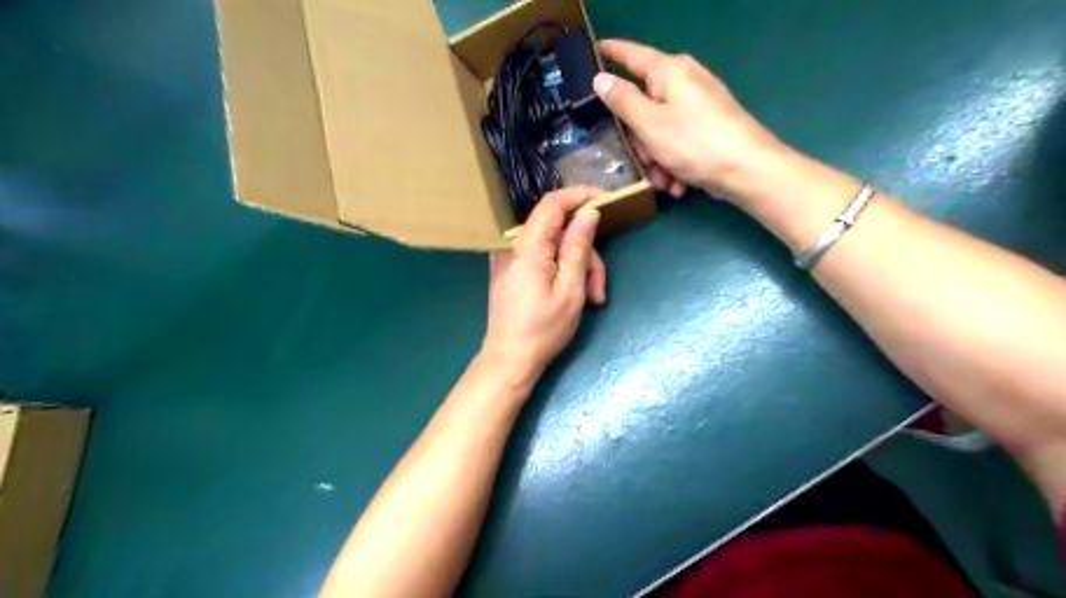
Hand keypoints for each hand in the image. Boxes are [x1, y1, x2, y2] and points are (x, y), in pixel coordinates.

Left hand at [479, 190, 603, 388]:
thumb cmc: (542, 329)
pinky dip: (562, 270)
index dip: (580, 195)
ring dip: (578, 267)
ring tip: (592, 299)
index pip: (553, 203)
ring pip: (553, 246)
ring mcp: (510, 259)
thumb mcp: (570, 289)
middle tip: (599, 286)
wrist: (509, 360)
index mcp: (527, 246)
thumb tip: (588, 213)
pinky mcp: (511, 271)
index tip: (606, 201)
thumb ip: (578, 247)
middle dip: (586, 252)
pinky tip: (573, 294)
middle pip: (558, 230)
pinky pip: (542, 257)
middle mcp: (514, 246)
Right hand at [591, 39, 781, 202]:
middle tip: (644, 162)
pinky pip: (678, 142)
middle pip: (644, 106)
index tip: (595, 50)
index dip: (611, 53)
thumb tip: (600, 79)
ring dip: (656, 160)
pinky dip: (674, 164)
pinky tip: (678, 184)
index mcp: (668, 72)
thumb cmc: (695, 142)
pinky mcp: (708, 127)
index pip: (632, 55)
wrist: (747, 170)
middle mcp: (684, 82)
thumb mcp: (649, 123)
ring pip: (659, 130)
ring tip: (664, 182)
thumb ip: (622, 101)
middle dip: (639, 141)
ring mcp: (698, 105)